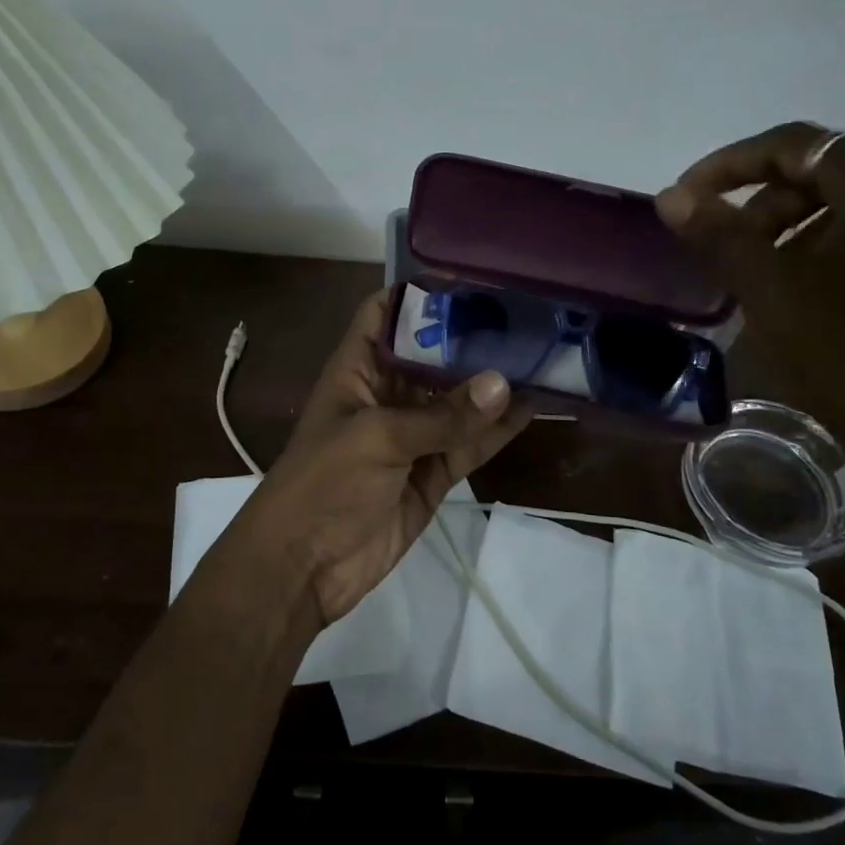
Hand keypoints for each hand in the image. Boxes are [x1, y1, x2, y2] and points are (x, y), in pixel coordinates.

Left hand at [230, 292, 531, 625]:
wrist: (303, 566)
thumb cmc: (324, 483)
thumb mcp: (378, 438)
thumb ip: (442, 416)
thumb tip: (504, 383)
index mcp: (358, 369)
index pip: (384, 314)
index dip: (418, 293)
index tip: (470, 279)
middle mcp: (386, 394)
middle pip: (432, 355)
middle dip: (472, 338)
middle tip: (526, 315)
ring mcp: (412, 436)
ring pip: (458, 402)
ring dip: (493, 384)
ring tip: (541, 355)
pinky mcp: (432, 474)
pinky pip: (470, 445)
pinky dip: (498, 430)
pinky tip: (533, 407)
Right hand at [654, 122, 844, 472]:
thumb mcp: (772, 291)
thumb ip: (718, 234)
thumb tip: (670, 196)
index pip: (798, 144)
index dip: (730, 164)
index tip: (687, 198)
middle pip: (834, 175)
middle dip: (767, 206)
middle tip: (726, 252)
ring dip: (803, 233)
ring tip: (767, 283)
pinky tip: (820, 304)